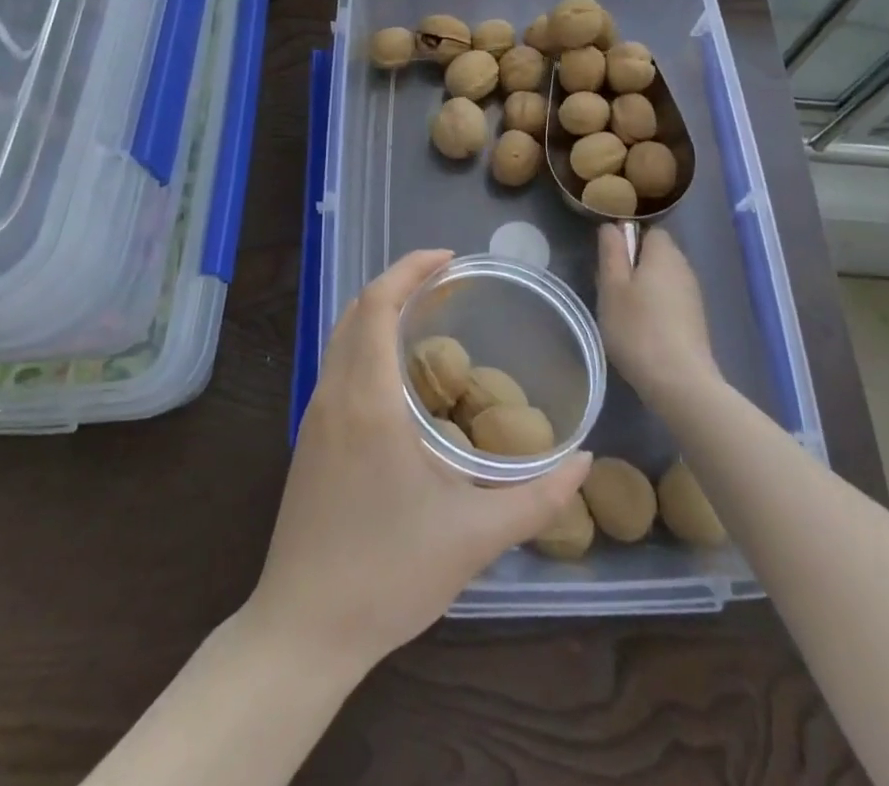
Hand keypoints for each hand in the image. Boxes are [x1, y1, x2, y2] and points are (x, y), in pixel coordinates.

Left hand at [249, 249, 590, 672]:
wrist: (303, 629)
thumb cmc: (388, 575)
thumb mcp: (474, 538)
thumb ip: (537, 498)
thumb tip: (585, 461)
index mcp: (368, 400)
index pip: (376, 304)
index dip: (408, 269)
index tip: (448, 259)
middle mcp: (334, 394)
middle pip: (356, 310)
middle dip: (397, 283)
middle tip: (446, 281)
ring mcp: (315, 415)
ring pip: (342, 336)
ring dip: (379, 312)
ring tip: (427, 315)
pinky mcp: (309, 438)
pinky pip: (336, 365)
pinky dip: (366, 343)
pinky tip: (399, 373)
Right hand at [597, 225, 721, 405]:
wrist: (680, 382)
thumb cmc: (637, 328)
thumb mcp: (611, 287)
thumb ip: (611, 252)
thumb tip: (612, 226)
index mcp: (663, 253)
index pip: (647, 229)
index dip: (626, 238)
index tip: (608, 259)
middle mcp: (683, 267)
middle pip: (656, 253)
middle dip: (633, 264)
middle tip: (609, 287)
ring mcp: (693, 294)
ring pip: (663, 277)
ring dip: (643, 286)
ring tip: (622, 310)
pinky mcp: (696, 319)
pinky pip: (671, 299)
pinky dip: (656, 305)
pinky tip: (642, 328)